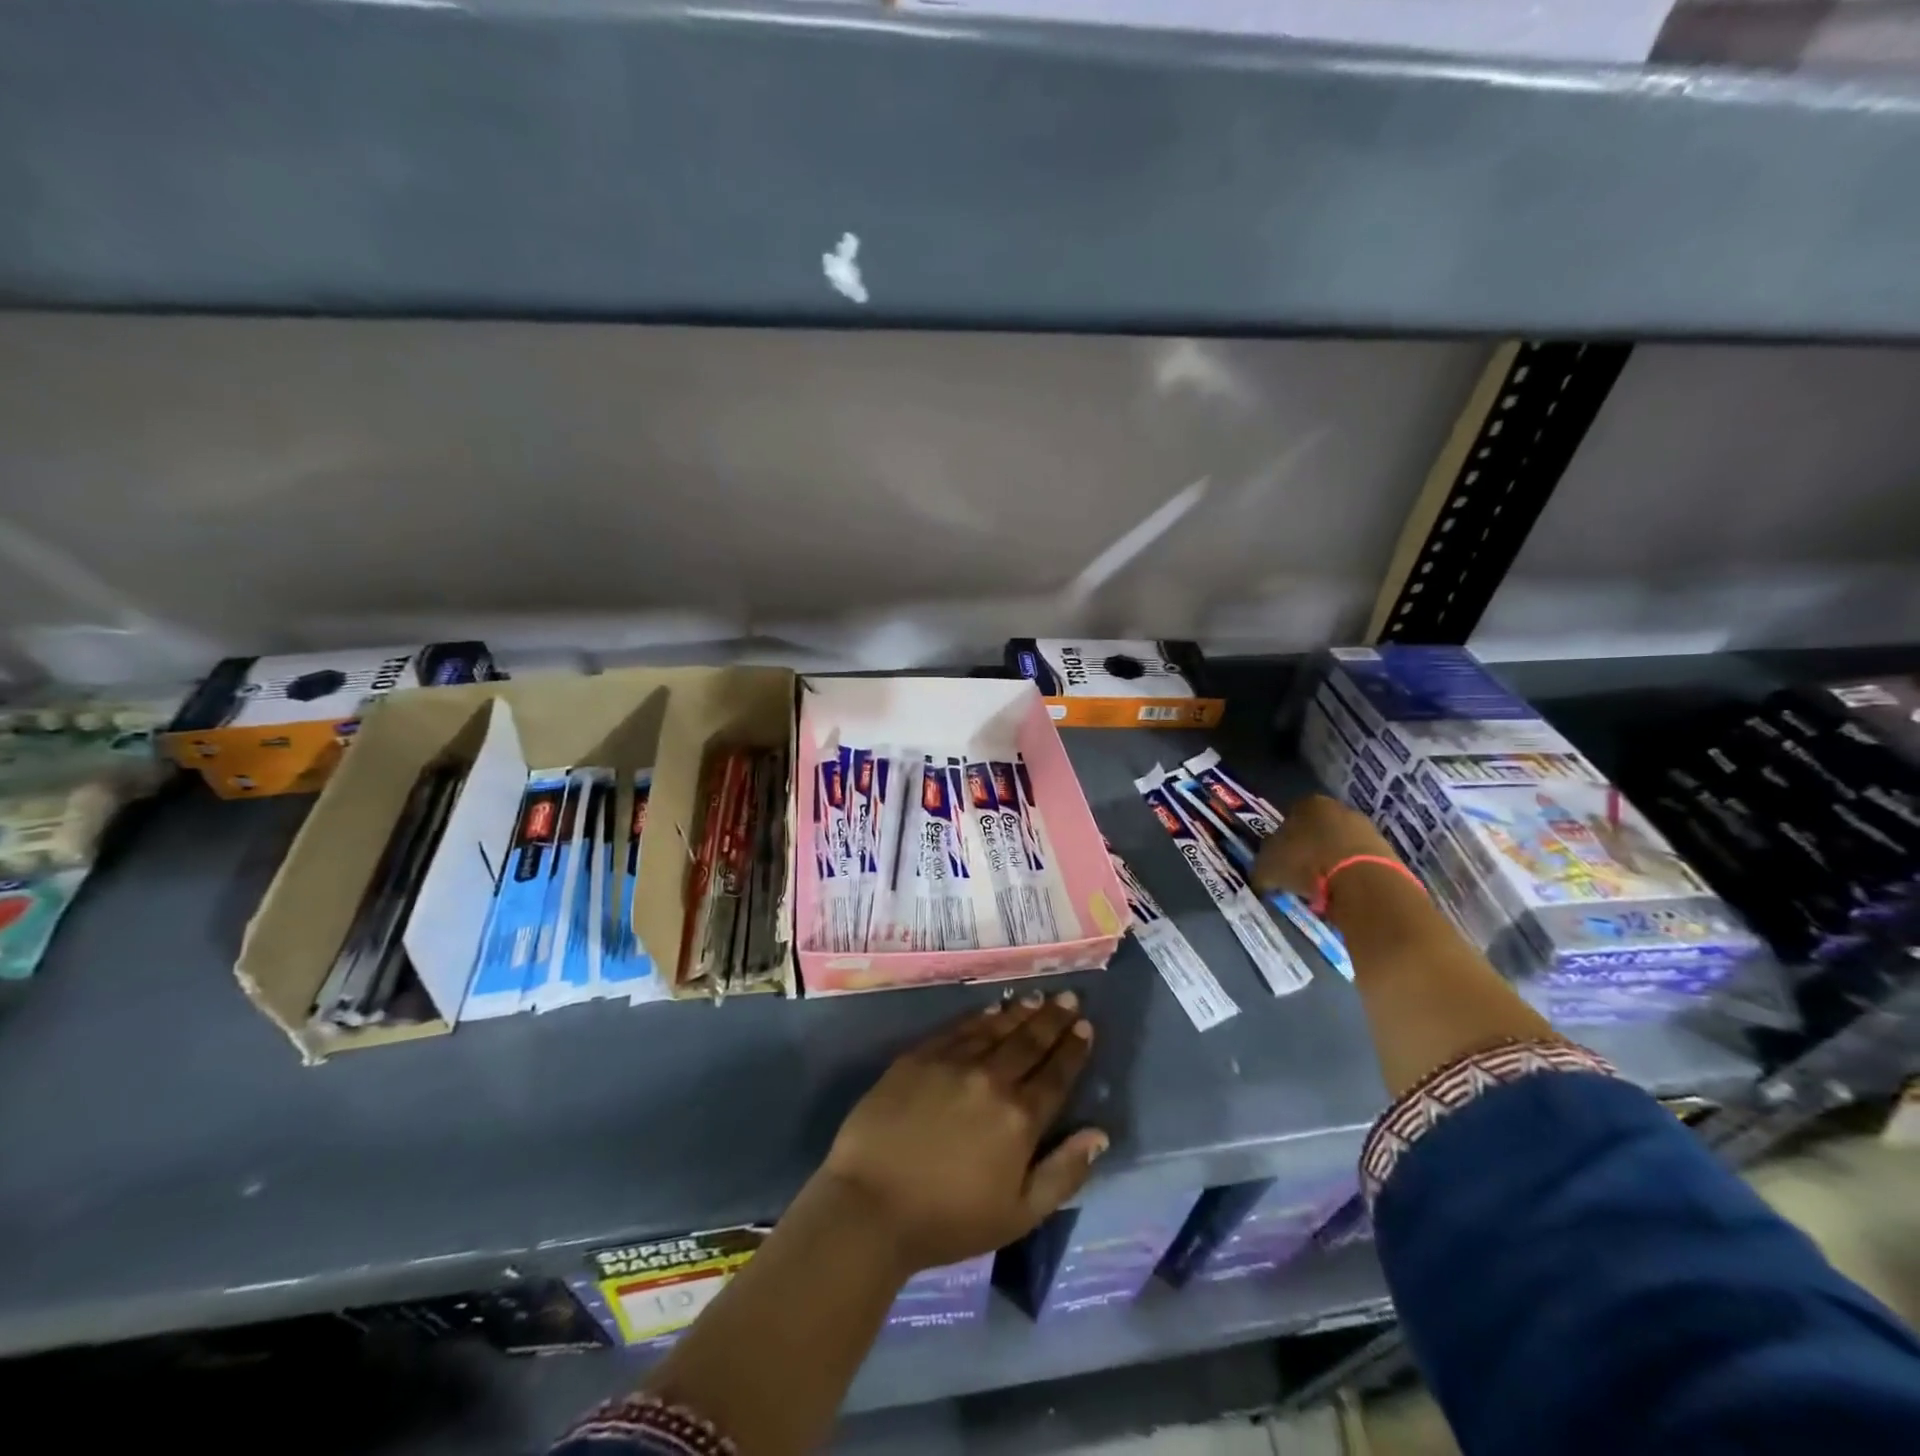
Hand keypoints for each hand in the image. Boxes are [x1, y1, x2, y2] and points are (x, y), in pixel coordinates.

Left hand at [815, 991, 1107, 1273]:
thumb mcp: (1019, 1215)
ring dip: (1021, 1011)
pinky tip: (992, 1008)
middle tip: (1069, 997)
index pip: (1056, 1074)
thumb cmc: (948, 1221)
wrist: (870, 1205)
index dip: (1073, 1049)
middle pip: (1029, 1041)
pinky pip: (959, 1028)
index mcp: (1020, 1118)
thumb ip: (1064, 1173)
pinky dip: (980, 1016)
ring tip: (1038, 997)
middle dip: (1053, 1018)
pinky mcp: (919, 1056)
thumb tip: (1099, 1134)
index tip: (1085, 1026)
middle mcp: (991, 1079)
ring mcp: (952, 1062)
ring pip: (996, 1028)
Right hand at [1252, 793, 1398, 899]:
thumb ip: (1262, 868)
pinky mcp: (1387, 851)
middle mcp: (1339, 808)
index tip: (1279, 861)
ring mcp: (1367, 829)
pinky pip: (1359, 863)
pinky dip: (1350, 875)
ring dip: (1330, 863)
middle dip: (1309, 849)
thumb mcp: (1268, 867)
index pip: (1289, 817)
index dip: (1282, 840)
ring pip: (1340, 846)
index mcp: (1308, 803)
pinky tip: (1341, 893)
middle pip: (1318, 829)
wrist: (1363, 882)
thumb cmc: (1307, 864)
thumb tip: (1261, 876)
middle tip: (1298, 875)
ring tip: (1320, 889)